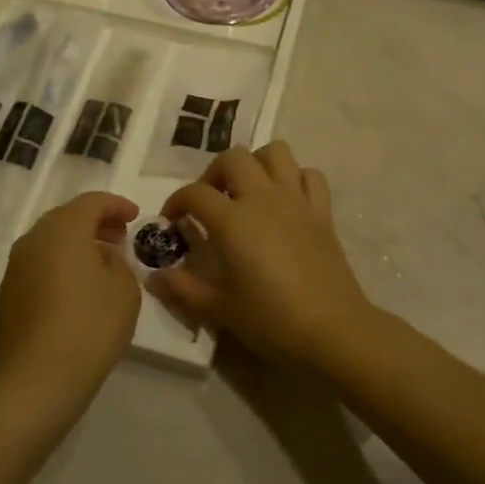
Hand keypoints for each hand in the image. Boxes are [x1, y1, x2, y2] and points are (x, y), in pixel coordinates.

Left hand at [0, 193, 140, 409]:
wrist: (37, 379)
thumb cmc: (90, 326)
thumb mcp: (124, 289)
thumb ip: (118, 261)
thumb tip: (102, 256)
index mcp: (64, 229)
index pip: (92, 202)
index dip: (116, 205)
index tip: (135, 216)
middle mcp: (34, 238)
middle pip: (66, 217)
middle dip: (95, 221)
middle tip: (119, 235)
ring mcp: (16, 266)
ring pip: (50, 240)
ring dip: (76, 243)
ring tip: (101, 261)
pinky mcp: (8, 292)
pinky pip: (39, 263)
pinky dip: (60, 262)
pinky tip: (78, 285)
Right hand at [150, 144, 373, 367]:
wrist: (332, 330)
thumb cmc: (270, 320)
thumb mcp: (218, 308)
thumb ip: (182, 288)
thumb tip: (153, 277)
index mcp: (232, 219)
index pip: (195, 193)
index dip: (176, 202)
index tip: (172, 222)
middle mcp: (263, 198)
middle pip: (233, 158)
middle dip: (214, 173)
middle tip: (210, 202)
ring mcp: (296, 201)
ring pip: (276, 153)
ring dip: (256, 164)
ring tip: (247, 191)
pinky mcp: (322, 212)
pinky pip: (310, 176)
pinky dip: (295, 179)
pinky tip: (286, 201)